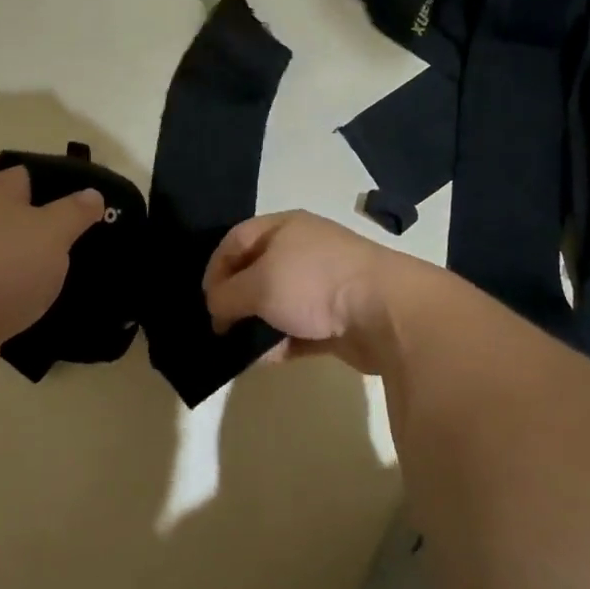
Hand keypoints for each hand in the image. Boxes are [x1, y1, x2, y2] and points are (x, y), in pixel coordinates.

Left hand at [0, 167, 104, 350]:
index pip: (32, 176)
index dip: (63, 187)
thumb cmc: (5, 265)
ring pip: (8, 253)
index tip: (92, 207)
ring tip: (68, 279)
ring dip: (32, 264)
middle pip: (18, 215)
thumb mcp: (54, 232)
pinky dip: (16, 293)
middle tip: (86, 244)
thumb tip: (91, 193)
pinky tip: (39, 305)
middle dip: (48, 229)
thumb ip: (75, 211)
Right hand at [203, 211, 419, 372]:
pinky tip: (264, 360)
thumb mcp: (258, 285)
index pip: (236, 239)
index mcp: (284, 228)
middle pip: (257, 271)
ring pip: (278, 303)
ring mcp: (323, 285)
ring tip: (236, 347)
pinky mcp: (337, 319)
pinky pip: (299, 330)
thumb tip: (215, 309)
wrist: (385, 312)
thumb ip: (227, 296)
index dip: (215, 267)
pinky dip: (280, 343)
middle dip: (235, 298)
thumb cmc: (313, 283)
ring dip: (257, 324)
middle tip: (218, 325)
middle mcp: (303, 250)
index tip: (205, 300)